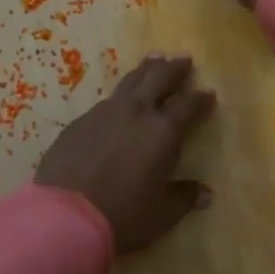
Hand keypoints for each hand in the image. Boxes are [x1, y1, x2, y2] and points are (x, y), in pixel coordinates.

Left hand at [35, 55, 216, 251]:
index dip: (201, 99)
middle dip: (175, 68)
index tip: (209, 93)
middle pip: (160, 78)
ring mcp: (106, 112)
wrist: (65, 214)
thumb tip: (206, 193)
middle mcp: (137, 112)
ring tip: (155, 59)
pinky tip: (120, 99)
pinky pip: (107, 99)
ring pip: (131, 80)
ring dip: (146, 69)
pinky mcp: (81, 120)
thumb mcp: (161, 213)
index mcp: (163, 131)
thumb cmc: (123, 215)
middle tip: (184, 58)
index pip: (189, 106)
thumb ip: (183, 198)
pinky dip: (121, 94)